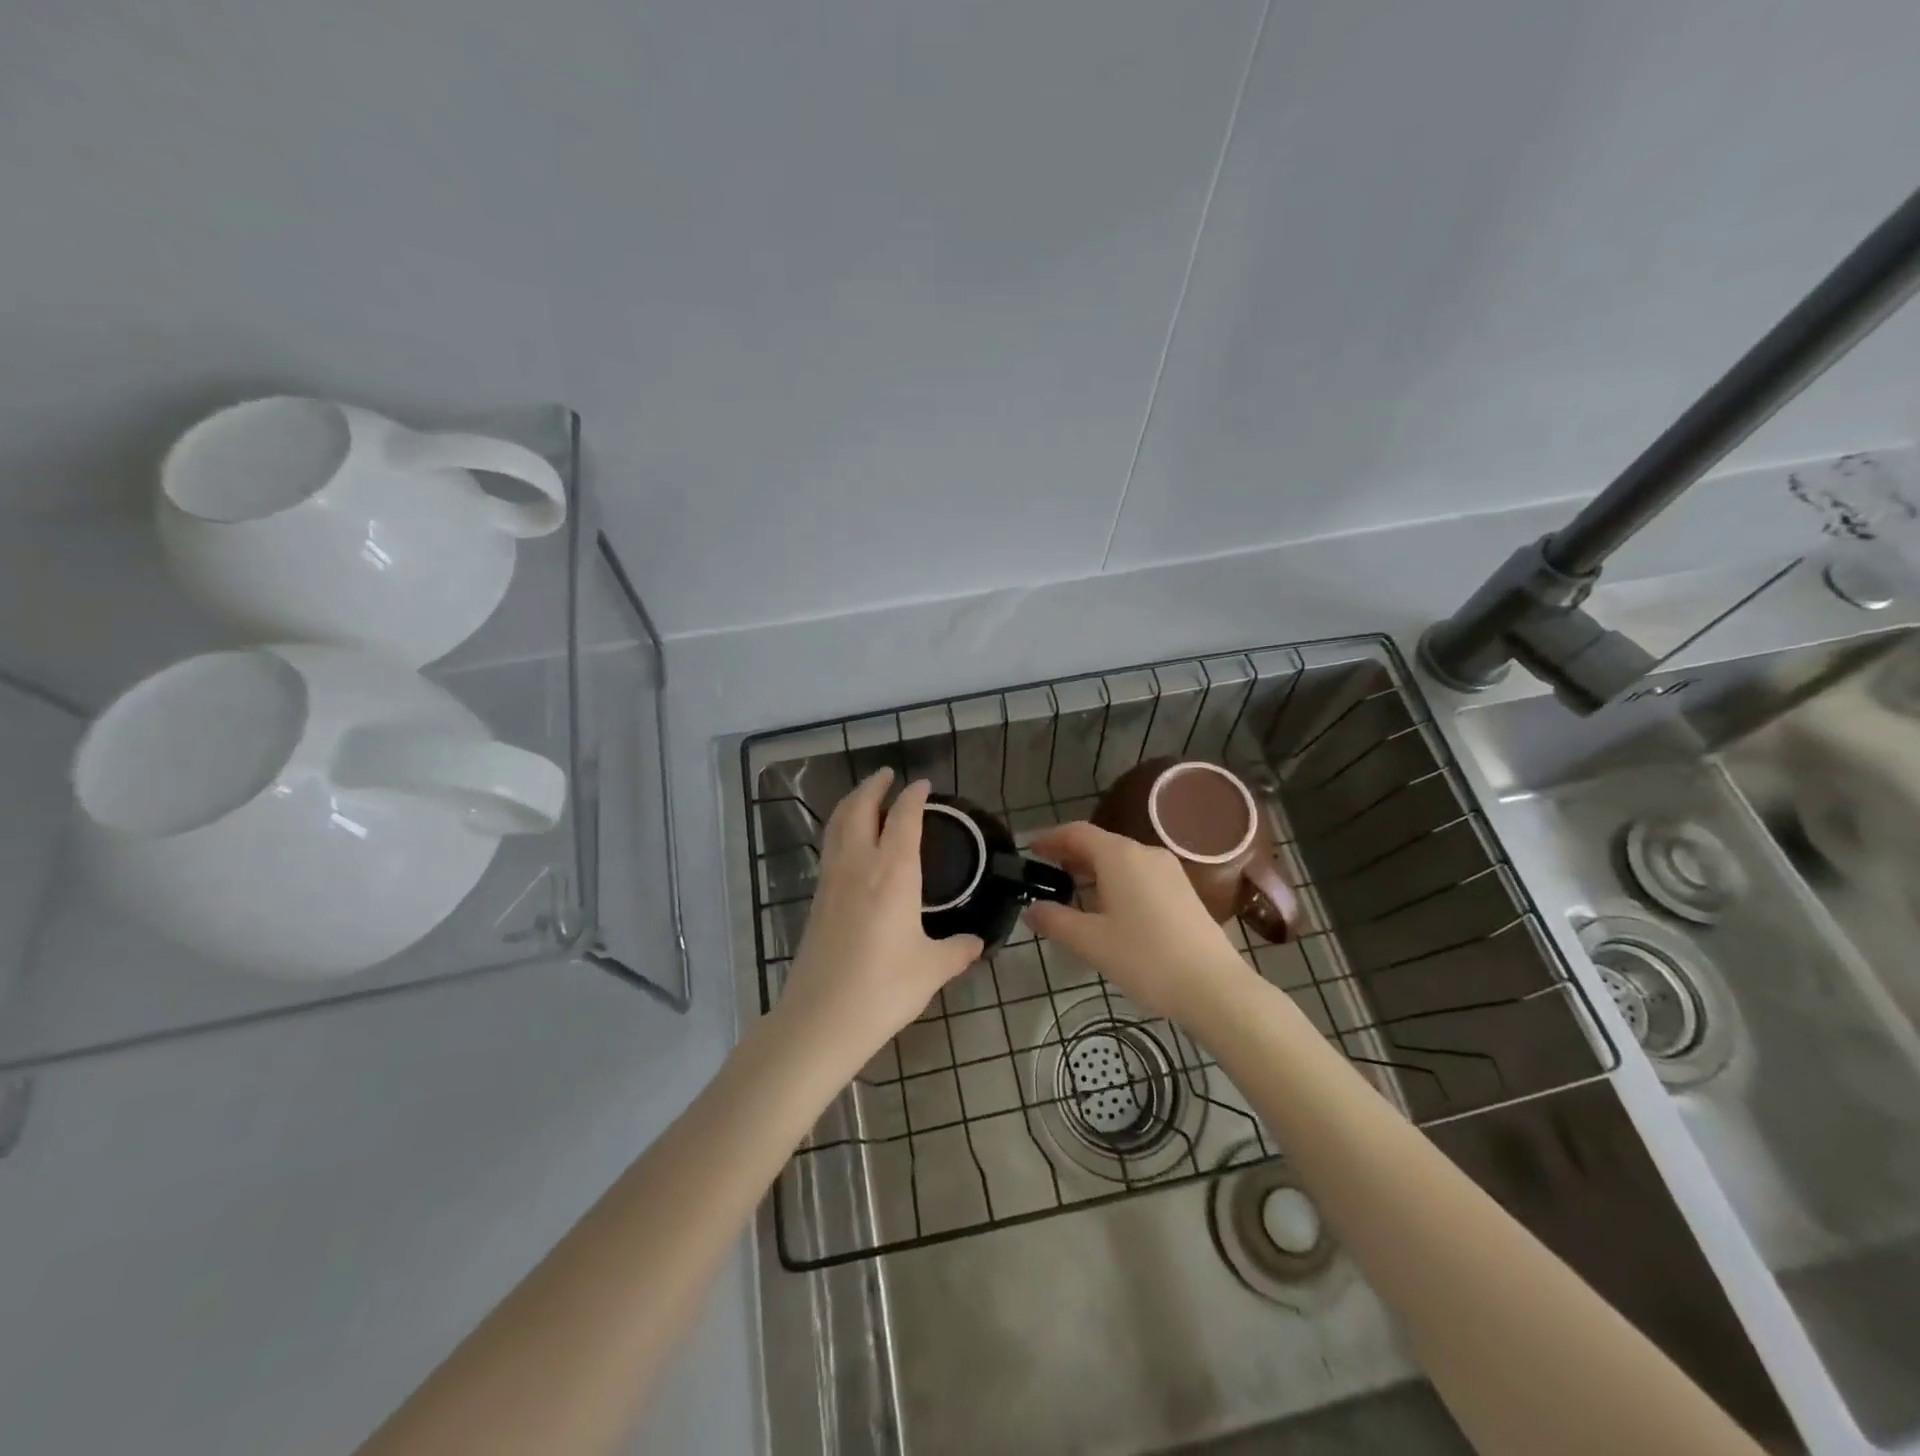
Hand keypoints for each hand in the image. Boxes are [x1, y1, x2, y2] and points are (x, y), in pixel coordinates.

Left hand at [778, 770, 982, 1064]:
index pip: (904, 818)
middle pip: (859, 808)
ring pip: (836, 824)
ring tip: (866, 798)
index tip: (922, 785)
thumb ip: (958, 950)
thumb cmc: (884, 988)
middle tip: (887, 776)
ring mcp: (832, 880)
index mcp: (893, 873)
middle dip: (873, 786)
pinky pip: (829, 847)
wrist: (821, 1019)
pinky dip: (840, 829)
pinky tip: (851, 844)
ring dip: (851, 803)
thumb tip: (975, 942)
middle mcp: (859, 865)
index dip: (913, 797)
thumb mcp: (932, 969)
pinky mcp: (816, 899)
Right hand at [1025, 821, 1250, 1022]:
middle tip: (1046, 872)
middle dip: (1071, 854)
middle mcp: (1145, 853)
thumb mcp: (1090, 942)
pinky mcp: (1183, 890)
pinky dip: (1116, 881)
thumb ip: (1055, 921)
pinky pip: (1140, 874)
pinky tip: (1109, 908)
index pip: (1077, 832)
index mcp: (1119, 856)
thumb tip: (1032, 909)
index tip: (1031, 849)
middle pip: (1100, 843)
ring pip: (1122, 859)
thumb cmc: (1145, 958)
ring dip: (1094, 869)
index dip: (1051, 838)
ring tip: (1073, 892)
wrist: (1213, 986)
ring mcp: (1169, 870)